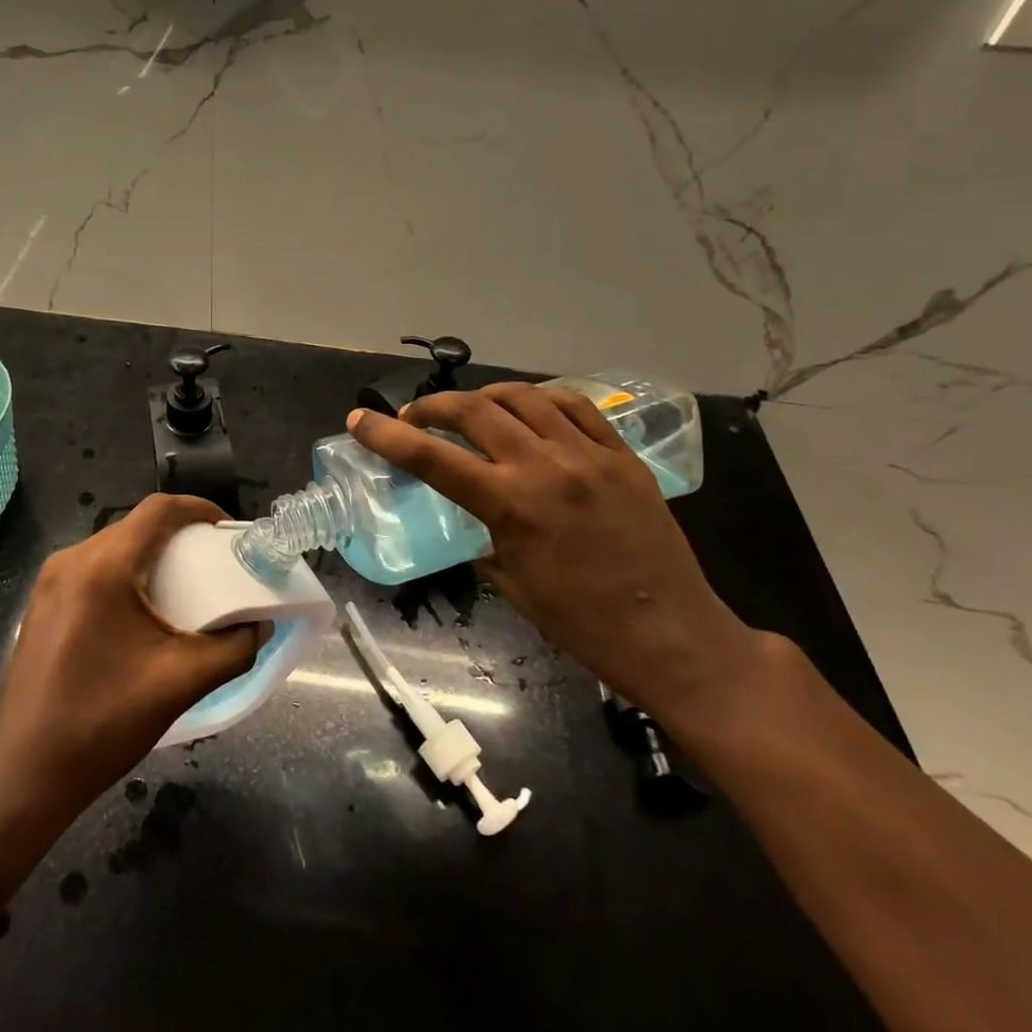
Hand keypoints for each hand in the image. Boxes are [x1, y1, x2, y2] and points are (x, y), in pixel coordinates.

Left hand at [0, 495, 265, 896]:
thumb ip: (234, 649)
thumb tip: (259, 626)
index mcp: (103, 567)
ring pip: (112, 548)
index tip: (228, 531)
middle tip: (213, 562)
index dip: (199, 509)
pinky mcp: (41, 605)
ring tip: (183, 586)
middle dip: (179, 536)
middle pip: (135, 527)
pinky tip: (141, 612)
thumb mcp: (182, 682)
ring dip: (150, 557)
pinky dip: (124, 575)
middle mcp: (71, 561)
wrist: (27, 774)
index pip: (158, 510)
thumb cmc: (105, 722)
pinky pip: (91, 571)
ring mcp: (49, 582)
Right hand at [347, 384, 768, 727]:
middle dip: (431, 407)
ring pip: (522, 396)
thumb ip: (482, 536)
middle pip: (472, 409)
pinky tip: (528, 411)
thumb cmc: (582, 623)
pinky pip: (574, 406)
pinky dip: (539, 400)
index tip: (359, 419)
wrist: (673, 635)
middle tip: (415, 418)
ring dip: (483, 397)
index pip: (431, 457)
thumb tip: (471, 514)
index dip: (386, 435)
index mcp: (511, 504)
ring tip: (470, 412)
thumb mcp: (510, 582)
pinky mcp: (622, 454)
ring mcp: (589, 454)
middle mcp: (545, 466)